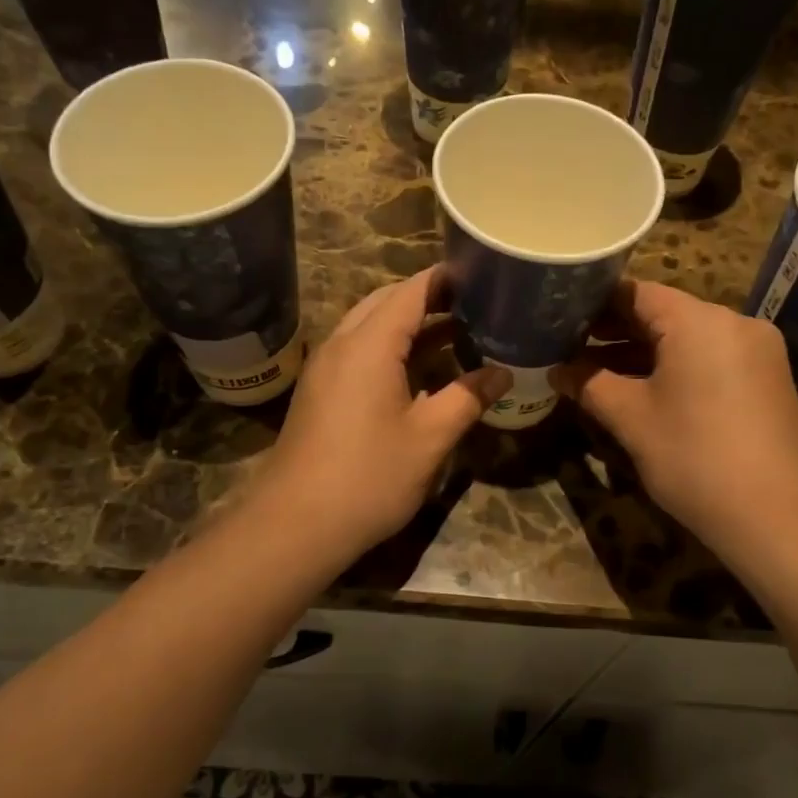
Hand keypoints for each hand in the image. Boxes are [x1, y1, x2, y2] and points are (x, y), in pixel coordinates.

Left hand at [251, 267, 507, 563]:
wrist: (295, 524)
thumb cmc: (368, 476)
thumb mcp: (430, 438)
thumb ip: (468, 398)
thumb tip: (503, 373)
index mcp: (370, 345)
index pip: (411, 291)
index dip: (446, 278)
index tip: (481, 273)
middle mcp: (342, 344)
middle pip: (387, 302)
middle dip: (429, 298)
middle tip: (474, 304)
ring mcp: (325, 368)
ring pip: (370, 327)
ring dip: (410, 325)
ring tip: (457, 332)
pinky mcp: (320, 392)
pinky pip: (359, 352)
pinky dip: (391, 348)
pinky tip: (419, 372)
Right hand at [551, 280, 797, 553]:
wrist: (778, 518)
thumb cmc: (695, 459)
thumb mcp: (632, 420)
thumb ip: (590, 385)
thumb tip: (556, 370)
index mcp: (700, 321)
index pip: (636, 292)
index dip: (594, 304)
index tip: (560, 319)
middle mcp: (734, 323)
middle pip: (664, 312)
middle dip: (616, 331)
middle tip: (570, 347)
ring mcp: (757, 351)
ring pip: (688, 338)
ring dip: (644, 352)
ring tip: (596, 371)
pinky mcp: (767, 379)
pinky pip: (711, 358)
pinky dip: (676, 367)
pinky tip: (644, 389)